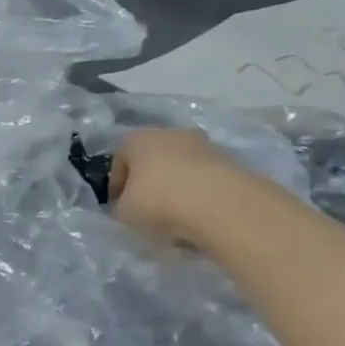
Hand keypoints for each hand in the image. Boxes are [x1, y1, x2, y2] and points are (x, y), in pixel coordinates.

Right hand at [109, 128, 249, 242]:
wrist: (219, 204)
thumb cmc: (159, 201)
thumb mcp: (124, 212)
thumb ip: (121, 206)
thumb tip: (128, 206)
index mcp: (138, 139)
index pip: (119, 160)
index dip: (116, 185)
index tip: (118, 206)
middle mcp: (170, 133)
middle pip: (152, 158)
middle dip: (147, 180)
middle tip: (145, 206)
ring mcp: (203, 144)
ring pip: (180, 165)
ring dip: (174, 184)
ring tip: (173, 212)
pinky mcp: (228, 160)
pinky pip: (203, 176)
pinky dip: (197, 191)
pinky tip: (196, 212)